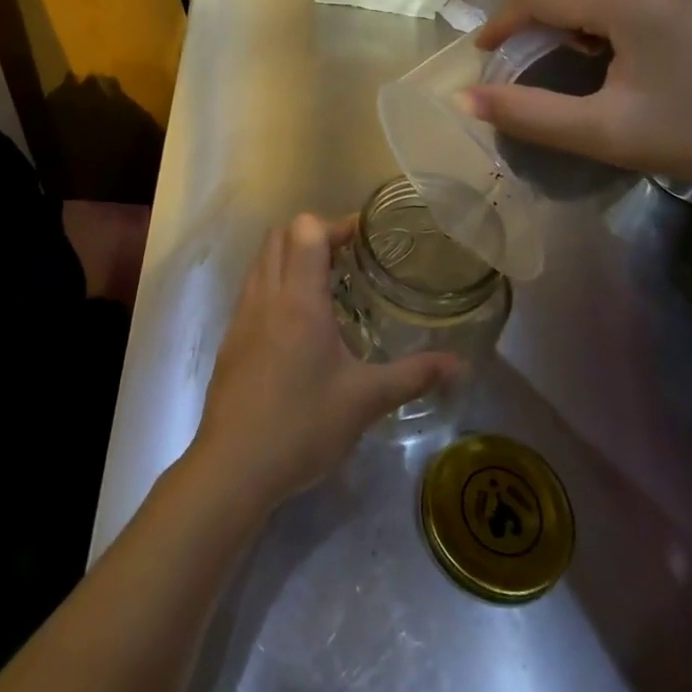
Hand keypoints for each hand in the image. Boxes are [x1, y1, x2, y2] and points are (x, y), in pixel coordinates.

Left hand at [190, 215, 460, 513]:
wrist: (234, 466)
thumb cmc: (303, 426)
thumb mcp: (366, 401)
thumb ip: (414, 375)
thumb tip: (460, 365)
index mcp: (299, 299)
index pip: (306, 230)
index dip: (335, 225)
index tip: (365, 239)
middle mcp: (267, 295)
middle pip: (280, 235)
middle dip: (313, 235)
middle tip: (348, 257)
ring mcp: (243, 315)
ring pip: (262, 260)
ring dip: (291, 257)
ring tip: (327, 285)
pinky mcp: (231, 337)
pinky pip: (253, 288)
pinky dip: (275, 283)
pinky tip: (299, 321)